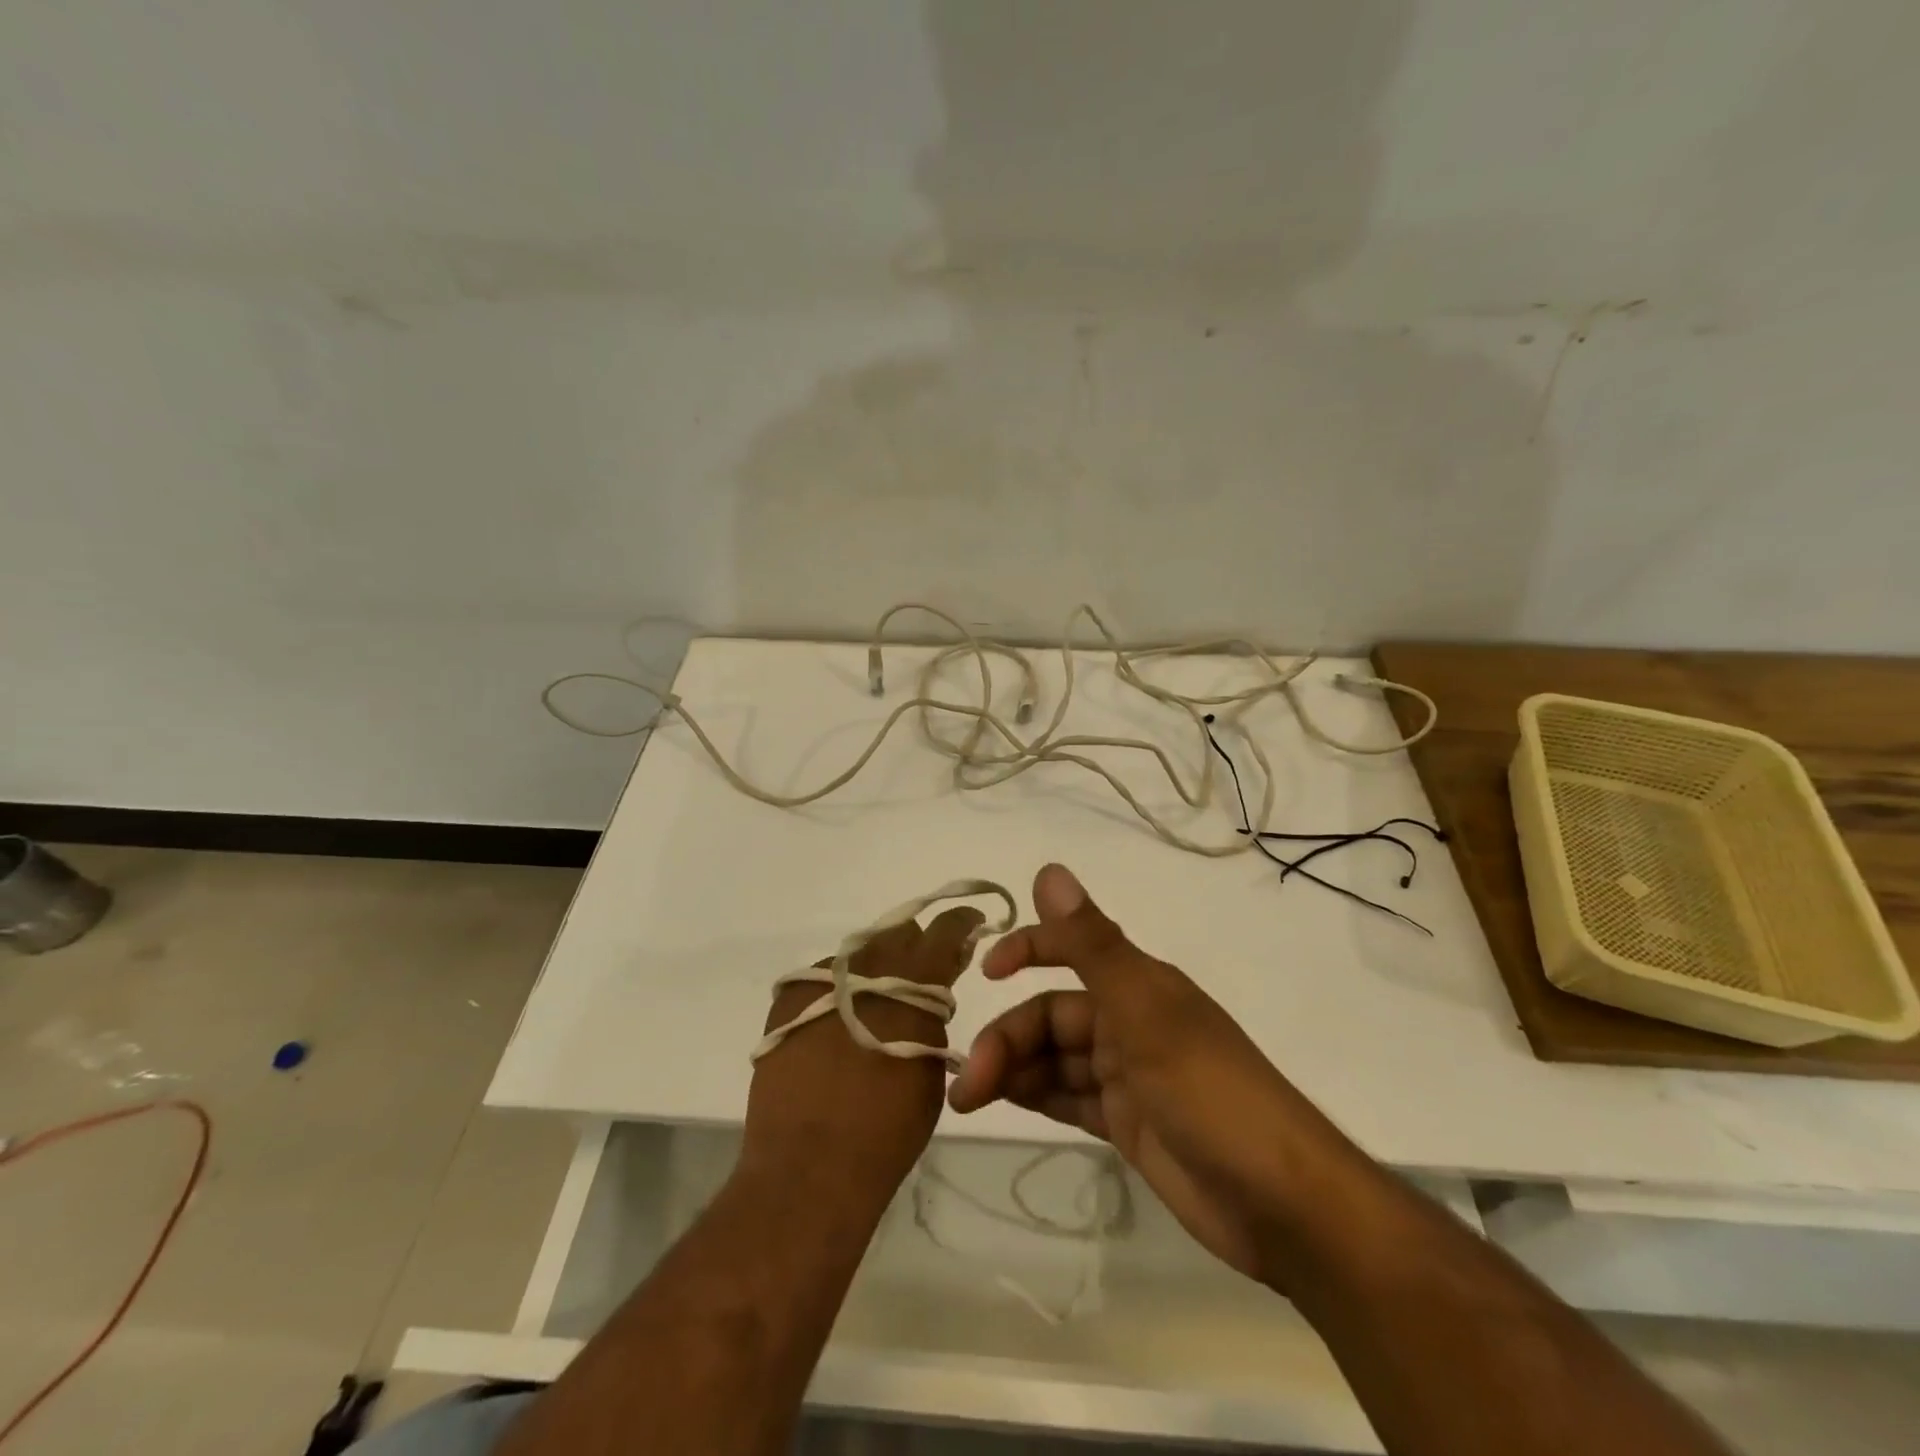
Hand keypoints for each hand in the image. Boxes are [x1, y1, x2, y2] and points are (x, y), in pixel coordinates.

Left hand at [744, 906, 984, 1190]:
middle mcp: (867, 967)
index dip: (960, 923)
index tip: (970, 925)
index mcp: (911, 981)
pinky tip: (837, 1026)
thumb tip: (930, 994)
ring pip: (859, 955)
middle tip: (921, 977)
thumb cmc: (887, 1128)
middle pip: (898, 934)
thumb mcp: (931, 1066)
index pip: (944, 930)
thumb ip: (932, 1016)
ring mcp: (822, 980)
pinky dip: (840, 992)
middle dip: (916, 948)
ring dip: (875, 971)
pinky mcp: (787, 998)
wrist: (808, 1167)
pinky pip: (824, 979)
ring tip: (873, 1008)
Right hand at [948, 864, 1341, 1282]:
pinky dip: (1037, 1095)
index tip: (985, 972)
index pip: (1070, 949)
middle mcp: (1130, 1021)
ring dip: (1012, 1070)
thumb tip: (1048, 869)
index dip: (1027, 950)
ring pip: (1055, 1059)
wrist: (1282, 1204)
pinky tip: (1004, 1103)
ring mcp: (1128, 1075)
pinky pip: (1069, 1097)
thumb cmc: (1211, 1093)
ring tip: (971, 1099)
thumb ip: (1091, 944)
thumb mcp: (1145, 1013)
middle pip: (1051, 1017)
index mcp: (1138, 985)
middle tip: (968, 1084)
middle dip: (1007, 1039)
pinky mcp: (1128, 1123)